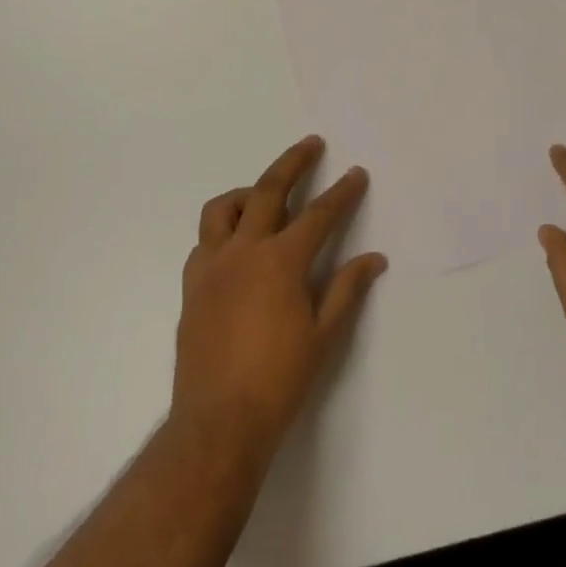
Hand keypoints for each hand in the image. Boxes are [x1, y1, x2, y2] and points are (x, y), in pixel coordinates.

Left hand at [172, 135, 386, 453]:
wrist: (218, 422)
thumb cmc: (279, 380)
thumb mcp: (324, 336)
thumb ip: (347, 289)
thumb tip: (374, 258)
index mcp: (281, 261)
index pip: (319, 214)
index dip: (342, 192)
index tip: (356, 173)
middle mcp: (244, 250)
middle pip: (270, 190)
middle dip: (294, 162)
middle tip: (312, 144)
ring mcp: (212, 265)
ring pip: (224, 208)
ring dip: (248, 192)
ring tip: (266, 195)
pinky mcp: (191, 285)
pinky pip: (205, 241)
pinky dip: (223, 230)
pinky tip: (237, 245)